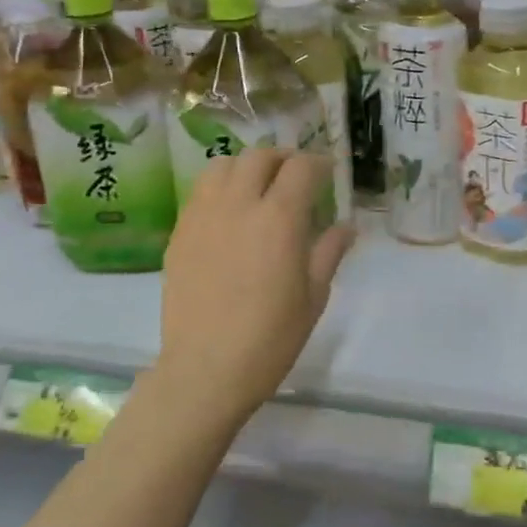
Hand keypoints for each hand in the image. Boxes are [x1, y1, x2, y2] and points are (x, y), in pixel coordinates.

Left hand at [151, 148, 354, 432]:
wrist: (206, 369)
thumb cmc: (270, 338)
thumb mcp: (313, 297)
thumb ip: (329, 252)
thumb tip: (346, 226)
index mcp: (279, 219)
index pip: (301, 168)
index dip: (318, 164)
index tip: (327, 173)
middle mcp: (238, 204)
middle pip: (259, 156)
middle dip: (283, 159)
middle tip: (295, 177)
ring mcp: (203, 215)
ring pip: (223, 165)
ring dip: (246, 166)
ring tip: (257, 187)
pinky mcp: (180, 232)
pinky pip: (200, 192)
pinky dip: (220, 188)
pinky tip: (229, 214)